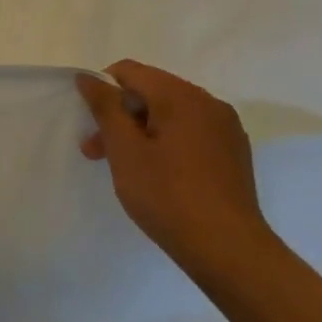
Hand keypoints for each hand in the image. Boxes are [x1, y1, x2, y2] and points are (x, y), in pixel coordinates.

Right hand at [76, 60, 275, 283]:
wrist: (229, 251)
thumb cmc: (167, 196)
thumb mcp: (125, 150)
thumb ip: (105, 107)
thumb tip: (89, 77)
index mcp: (182, 96)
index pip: (130, 71)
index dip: (102, 90)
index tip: (90, 124)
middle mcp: (209, 103)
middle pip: (151, 92)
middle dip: (119, 115)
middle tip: (95, 151)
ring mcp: (226, 129)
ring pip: (170, 114)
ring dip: (140, 131)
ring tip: (122, 166)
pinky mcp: (233, 153)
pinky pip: (190, 133)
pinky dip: (165, 143)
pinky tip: (157, 174)